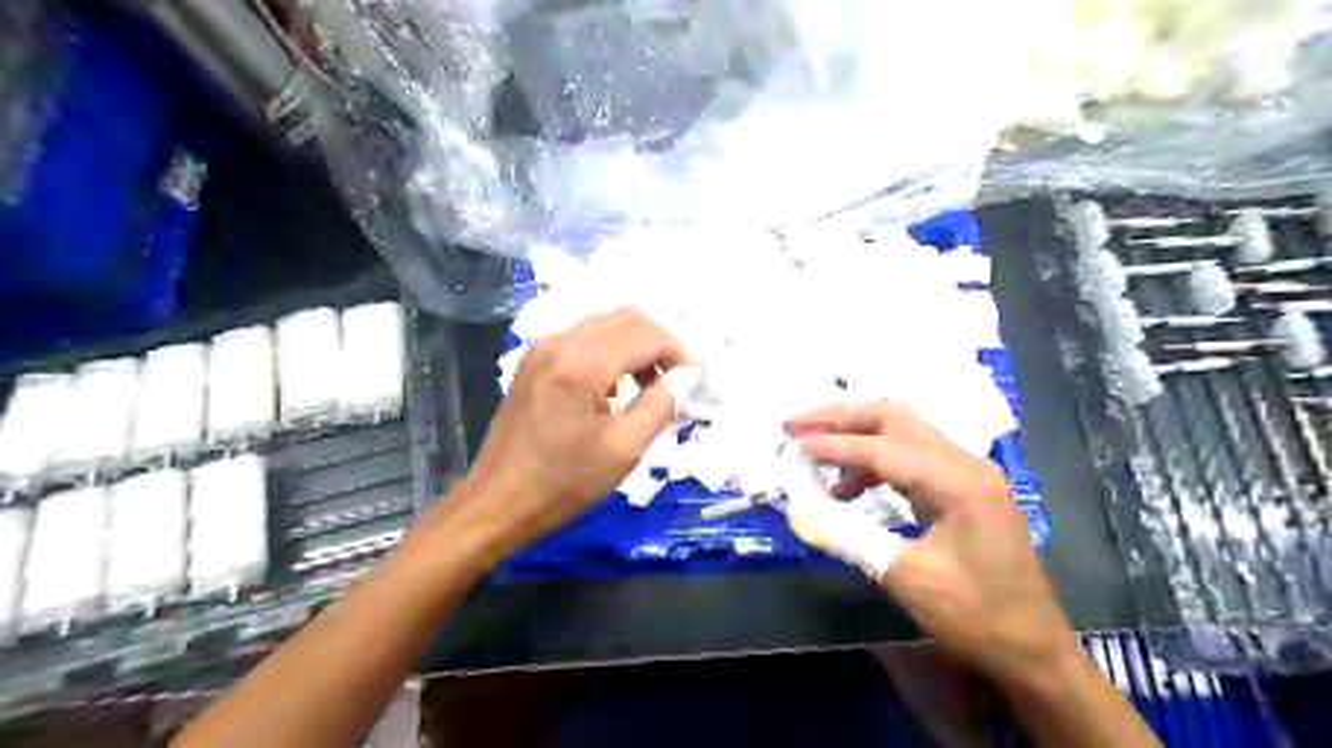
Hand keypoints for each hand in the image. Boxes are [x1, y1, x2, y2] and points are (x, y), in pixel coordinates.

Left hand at [446, 307, 687, 557]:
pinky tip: (614, 388)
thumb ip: (660, 406)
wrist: (497, 501)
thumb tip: (681, 379)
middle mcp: (559, 341)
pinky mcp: (534, 360)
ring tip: (647, 387)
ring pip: (605, 325)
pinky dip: (610, 352)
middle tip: (674, 380)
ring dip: (635, 346)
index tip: (693, 379)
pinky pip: (584, 339)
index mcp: (580, 362)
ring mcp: (542, 348)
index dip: (677, 352)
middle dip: (658, 343)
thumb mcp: (624, 450)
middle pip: (626, 318)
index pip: (645, 335)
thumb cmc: (563, 482)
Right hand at [782, 399, 1075, 685]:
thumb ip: (848, 537)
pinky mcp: (960, 489)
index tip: (790, 444)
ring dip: (853, 436)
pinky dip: (871, 464)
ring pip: (899, 433)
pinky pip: (907, 459)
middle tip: (795, 424)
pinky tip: (845, 489)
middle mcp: (964, 464)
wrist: (1034, 650)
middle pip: (893, 419)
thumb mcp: (906, 578)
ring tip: (811, 450)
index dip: (832, 445)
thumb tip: (798, 512)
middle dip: (840, 418)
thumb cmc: (977, 616)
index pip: (882, 448)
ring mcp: (965, 473)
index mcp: (958, 481)